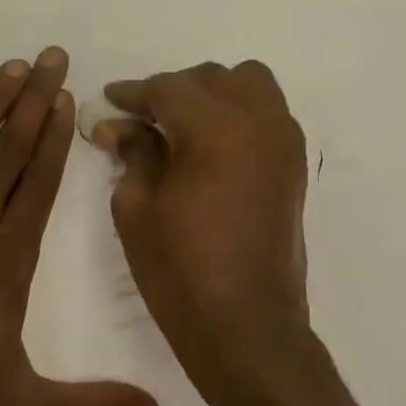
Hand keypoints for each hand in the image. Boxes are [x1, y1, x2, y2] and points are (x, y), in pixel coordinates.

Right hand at [96, 61, 312, 400]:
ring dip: (213, 94)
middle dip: (173, 90)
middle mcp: (260, 122)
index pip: (169, 89)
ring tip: (181, 126)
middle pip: (213, 78)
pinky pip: (268, 114)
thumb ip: (133, 152)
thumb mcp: (137, 208)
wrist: (246, 326)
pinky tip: (210, 146)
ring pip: (250, 86)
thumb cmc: (180, 271)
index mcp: (217, 130)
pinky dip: (238, 114)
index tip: (109, 100)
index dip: (134, 92)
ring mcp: (285, 143)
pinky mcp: (295, 165)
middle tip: (141, 119)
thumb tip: (118, 124)